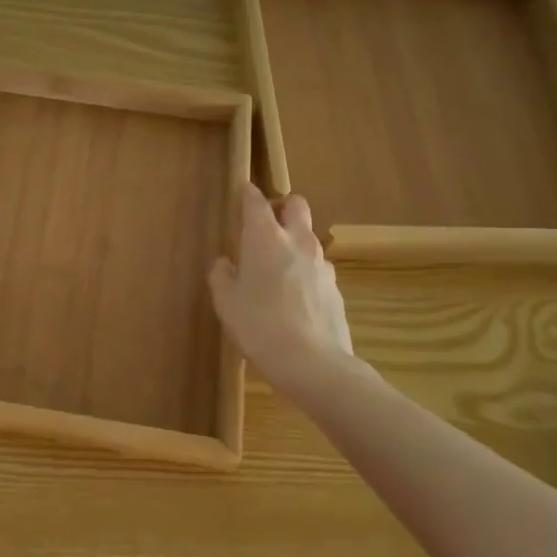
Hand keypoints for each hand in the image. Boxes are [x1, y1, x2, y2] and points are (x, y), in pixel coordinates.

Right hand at [208, 185, 358, 405]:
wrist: (313, 364)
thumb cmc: (259, 326)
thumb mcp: (226, 303)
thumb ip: (222, 276)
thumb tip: (225, 263)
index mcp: (265, 238)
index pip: (256, 200)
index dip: (247, 193)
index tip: (241, 192)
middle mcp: (297, 241)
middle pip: (295, 205)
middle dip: (281, 207)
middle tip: (264, 226)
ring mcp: (321, 263)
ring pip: (308, 236)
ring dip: (294, 240)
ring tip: (276, 267)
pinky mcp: (335, 286)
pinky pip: (317, 265)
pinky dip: (305, 269)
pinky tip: (294, 295)